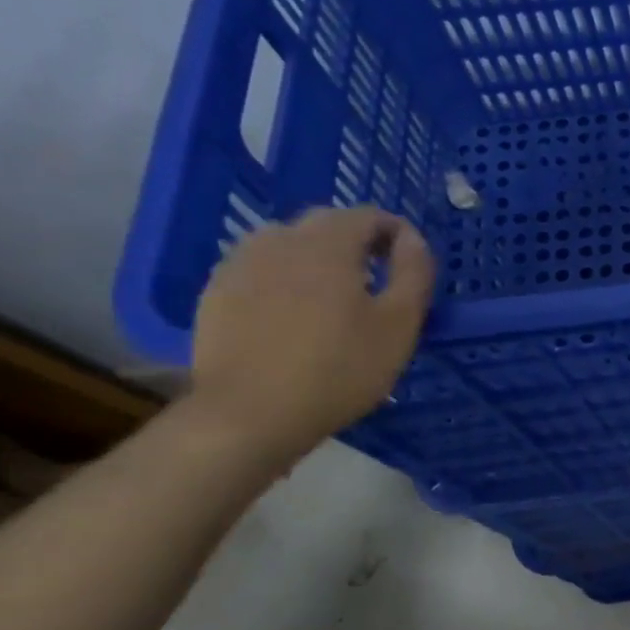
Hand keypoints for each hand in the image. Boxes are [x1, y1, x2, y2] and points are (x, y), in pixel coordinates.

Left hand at [189, 206, 434, 462]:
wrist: (249, 415)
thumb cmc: (339, 369)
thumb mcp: (400, 324)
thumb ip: (414, 273)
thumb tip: (412, 240)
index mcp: (328, 244)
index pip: (367, 214)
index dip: (395, 230)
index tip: (411, 259)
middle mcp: (280, 241)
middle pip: (325, 223)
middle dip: (356, 240)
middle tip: (377, 276)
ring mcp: (241, 265)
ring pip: (287, 242)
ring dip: (316, 256)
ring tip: (333, 293)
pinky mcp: (216, 293)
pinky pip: (259, 268)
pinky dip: (283, 277)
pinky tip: (292, 313)